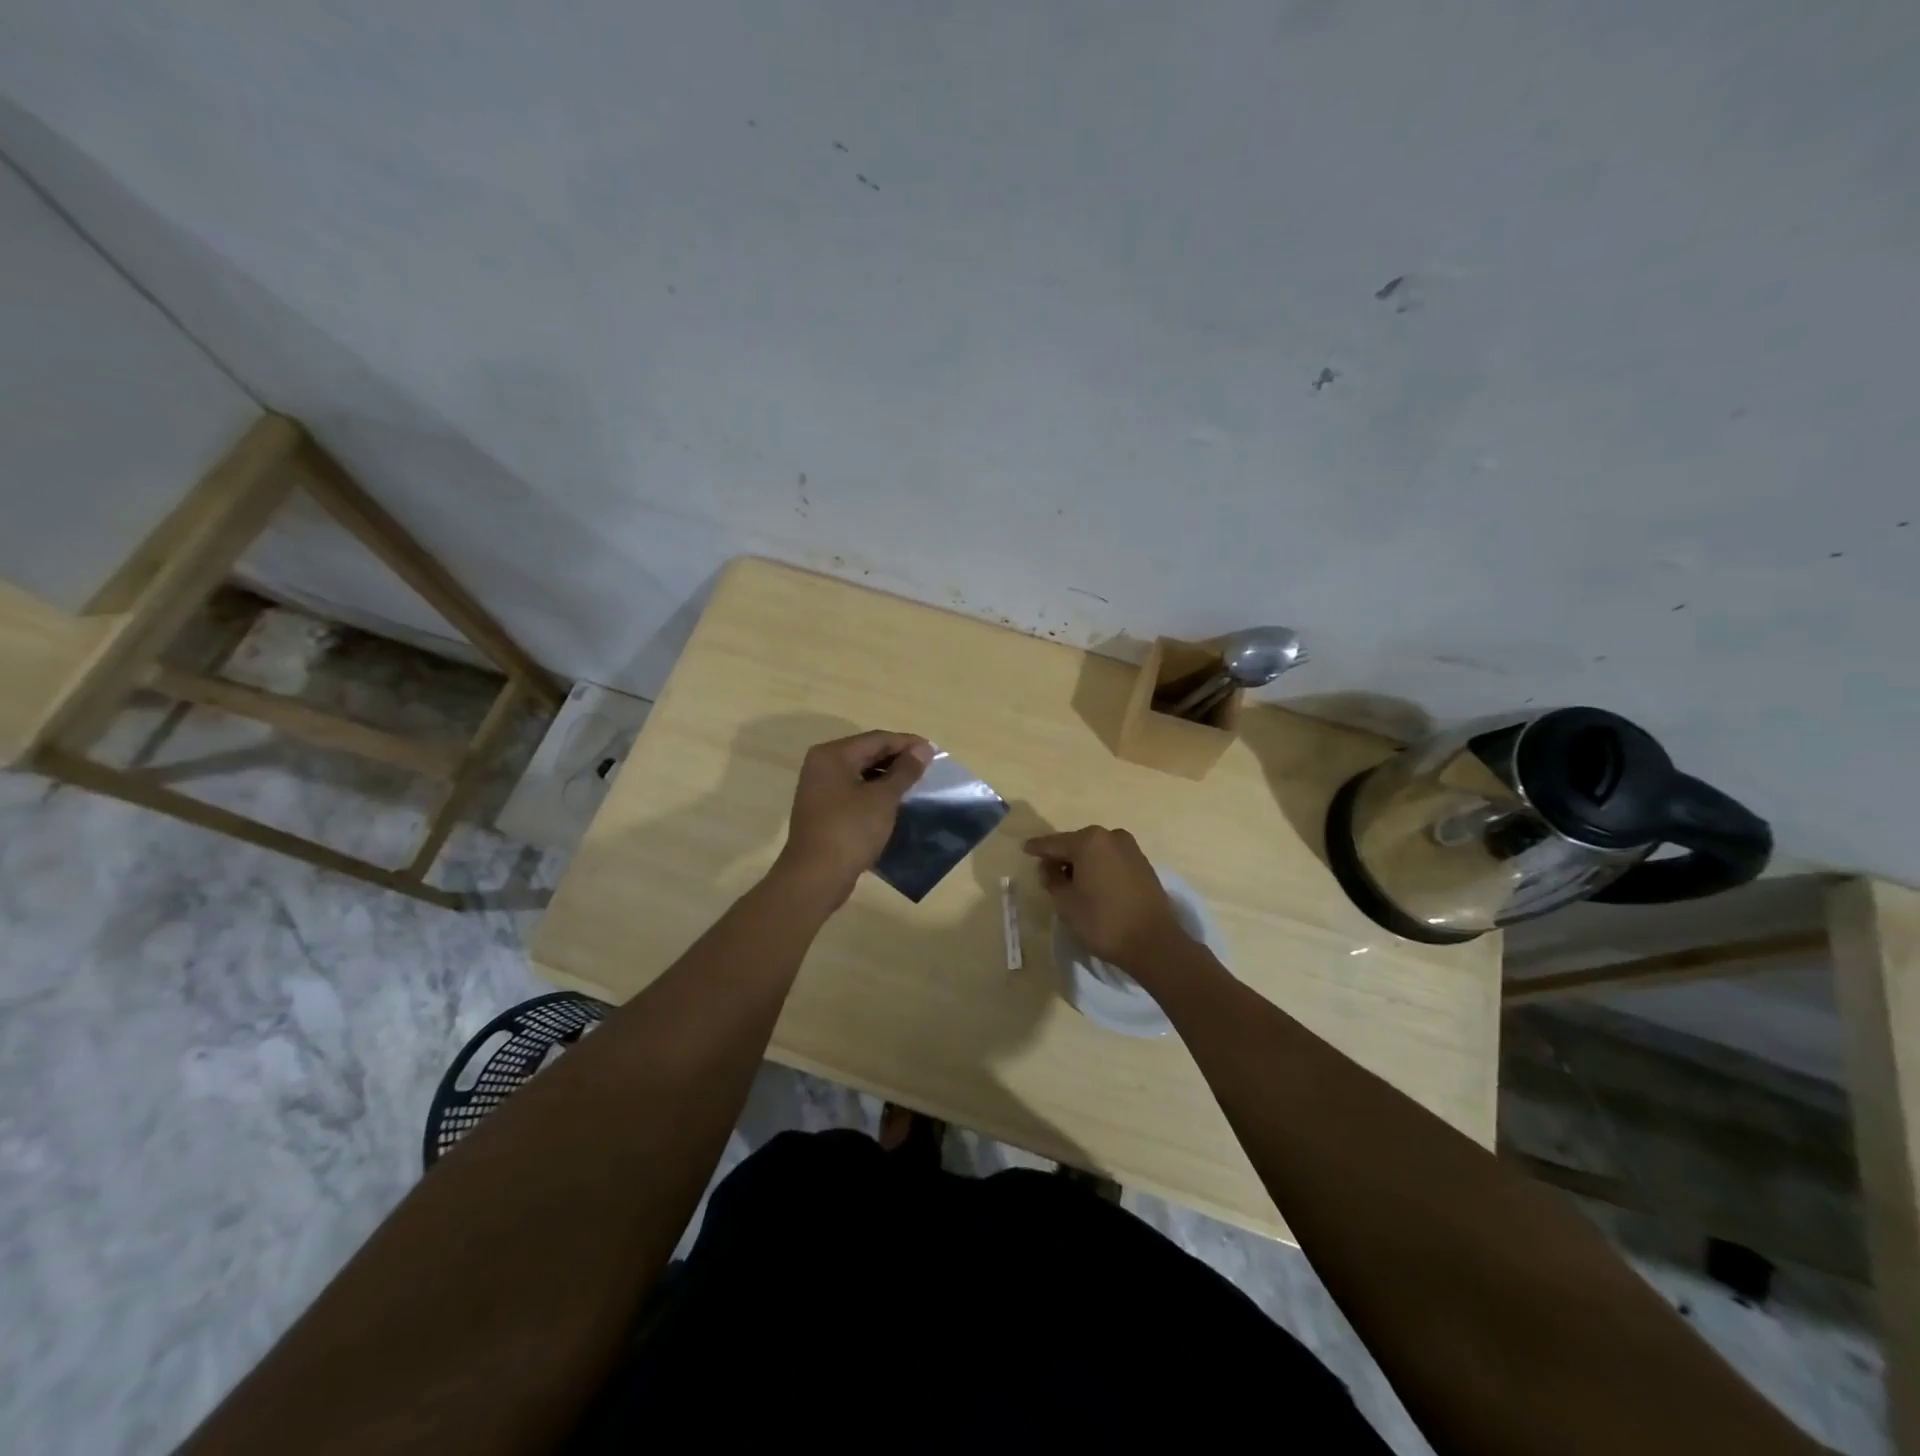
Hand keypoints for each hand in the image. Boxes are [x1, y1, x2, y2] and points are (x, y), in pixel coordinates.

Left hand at [774, 730, 932, 906]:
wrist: (815, 877)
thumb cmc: (850, 831)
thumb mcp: (883, 799)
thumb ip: (904, 771)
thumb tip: (923, 748)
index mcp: (833, 755)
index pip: (877, 739)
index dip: (907, 743)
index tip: (935, 752)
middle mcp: (822, 765)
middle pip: (866, 752)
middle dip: (897, 758)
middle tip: (927, 768)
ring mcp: (819, 787)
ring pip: (860, 772)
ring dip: (887, 776)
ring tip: (915, 785)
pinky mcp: (822, 808)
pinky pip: (853, 790)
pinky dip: (873, 791)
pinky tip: (893, 802)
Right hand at [1022, 826, 1190, 971]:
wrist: (1154, 943)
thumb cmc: (1102, 921)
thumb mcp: (1065, 902)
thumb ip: (1052, 879)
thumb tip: (1050, 867)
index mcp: (1088, 841)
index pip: (1054, 843)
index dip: (1037, 848)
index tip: (1025, 848)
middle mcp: (1111, 836)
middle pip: (1076, 844)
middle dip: (1061, 856)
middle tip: (1047, 871)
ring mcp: (1130, 848)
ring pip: (1096, 851)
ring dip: (1081, 863)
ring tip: (1070, 881)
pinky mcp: (1143, 864)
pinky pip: (1111, 860)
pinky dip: (1099, 868)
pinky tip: (1092, 884)